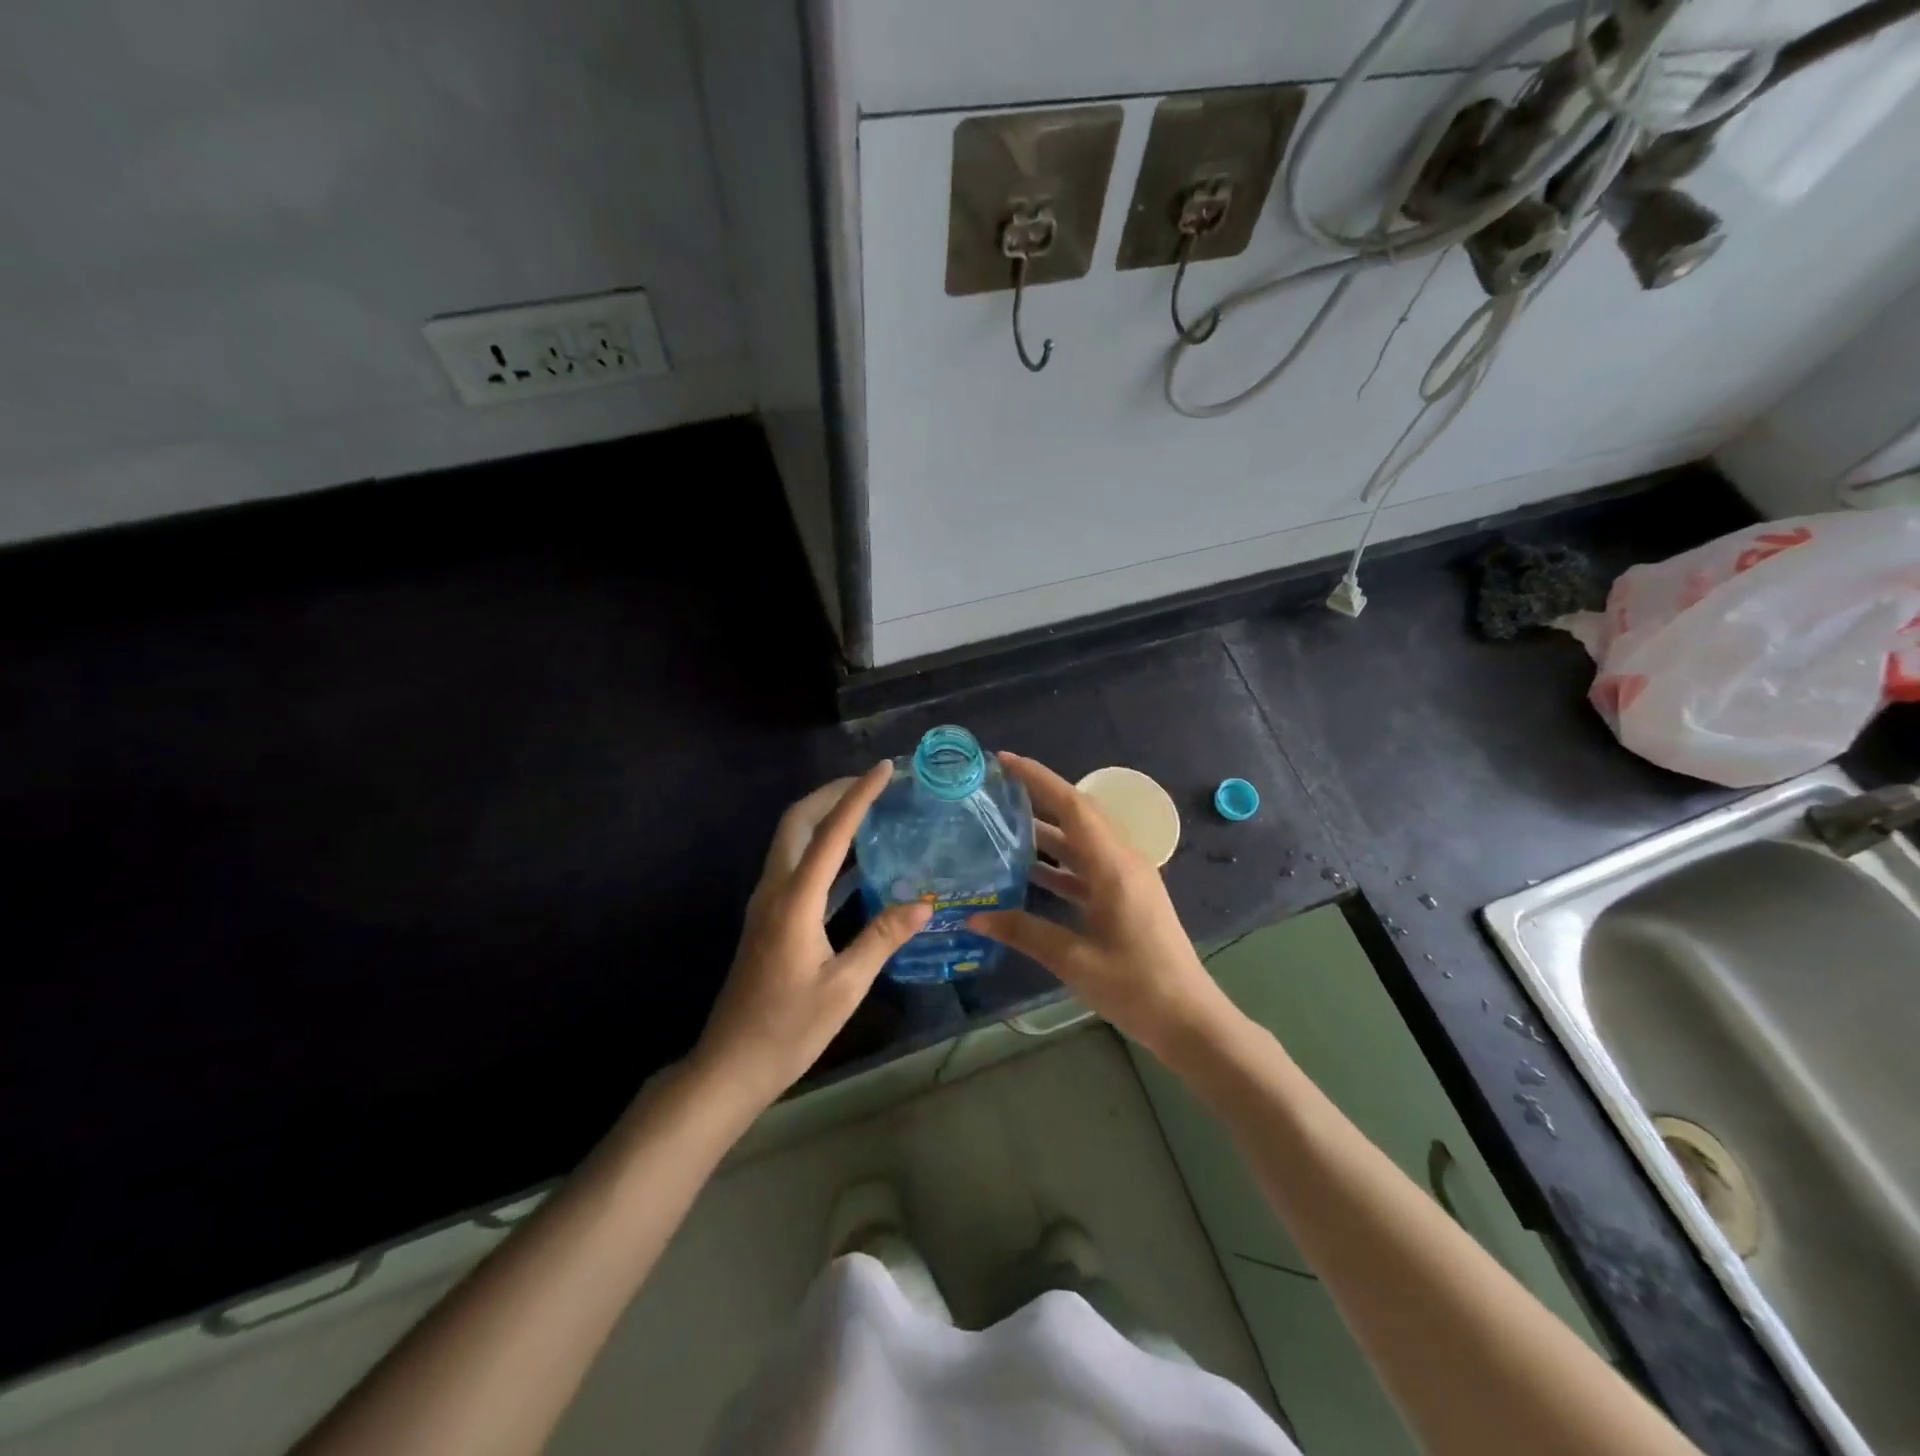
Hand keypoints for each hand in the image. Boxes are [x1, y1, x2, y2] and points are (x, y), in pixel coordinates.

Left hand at [691, 763, 930, 1114]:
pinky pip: (795, 866)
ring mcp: (766, 903)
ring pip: (792, 840)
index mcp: (794, 900)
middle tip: (872, 783)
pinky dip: (821, 849)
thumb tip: (924, 902)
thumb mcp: (844, 986)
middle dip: (832, 793)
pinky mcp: (768, 918)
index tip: (885, 769)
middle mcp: (775, 890)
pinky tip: (853, 862)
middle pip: (797, 821)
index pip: (831, 832)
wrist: (731, 1065)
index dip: (858, 796)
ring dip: (824, 816)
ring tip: (867, 811)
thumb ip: (882, 938)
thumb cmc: (789, 1028)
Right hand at [968, 753, 1227, 1058]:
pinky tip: (1029, 871)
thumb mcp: (1074, 960)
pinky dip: (1059, 864)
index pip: (1073, 806)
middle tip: (998, 788)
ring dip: (1047, 831)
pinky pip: (1087, 868)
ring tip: (1004, 823)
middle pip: (1078, 816)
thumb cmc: (1135, 986)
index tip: (1004, 762)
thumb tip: (975, 917)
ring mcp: (1127, 880)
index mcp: (1114, 866)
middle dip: (1040, 796)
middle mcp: (1122, 862)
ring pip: (1082, 842)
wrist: (1189, 1020)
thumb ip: (1024, 932)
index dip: (1038, 779)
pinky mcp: (1126, 898)